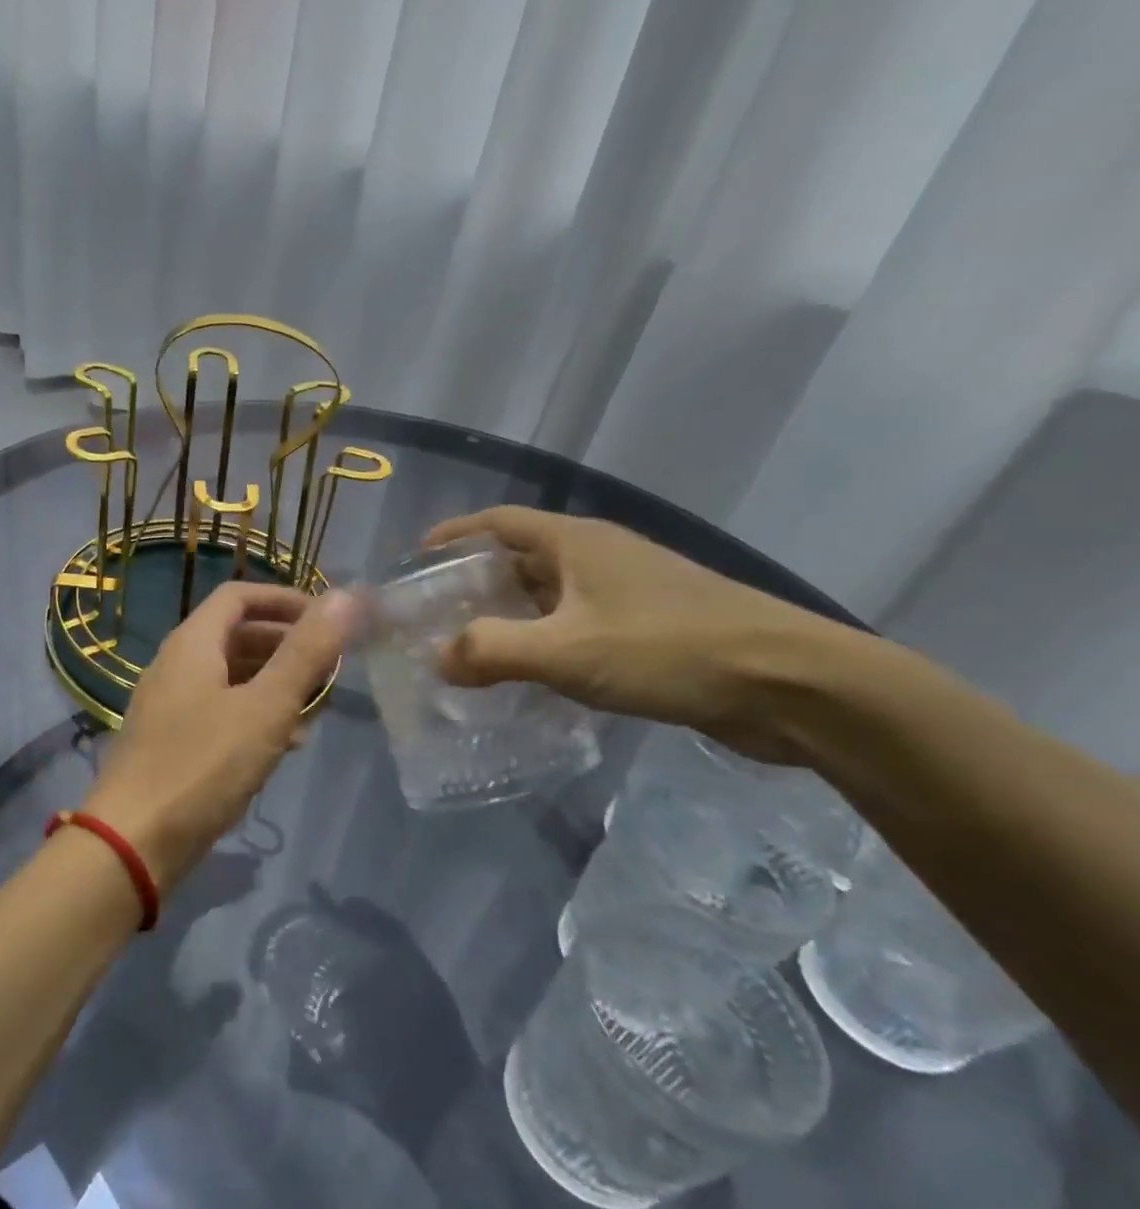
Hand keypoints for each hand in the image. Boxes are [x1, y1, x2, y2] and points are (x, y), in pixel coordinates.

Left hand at [84, 582, 359, 890]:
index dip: (285, 599)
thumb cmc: (203, 765)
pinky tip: (285, 744)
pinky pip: (220, 711)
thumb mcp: (265, 707)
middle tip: (330, 666)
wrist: (134, 841)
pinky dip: (254, 715)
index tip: (328, 618)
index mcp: (192, 643)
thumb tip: (346, 596)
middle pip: (236, 635)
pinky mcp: (171, 741)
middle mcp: (176, 664)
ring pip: (231, 676)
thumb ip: (305, 652)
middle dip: (286, 644)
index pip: (239, 596)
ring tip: (317, 707)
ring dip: (274, 683)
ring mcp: (170, 704)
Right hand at [423, 506, 855, 760]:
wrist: (793, 686)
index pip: (497, 523)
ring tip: (469, 647)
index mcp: (576, 542)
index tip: (414, 559)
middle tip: (432, 614)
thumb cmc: (670, 650)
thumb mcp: (567, 651)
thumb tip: (438, 659)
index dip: (453, 535)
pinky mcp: (650, 628)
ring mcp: (628, 592)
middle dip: (474, 582)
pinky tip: (529, 676)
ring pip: (549, 596)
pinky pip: (576, 625)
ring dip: (510, 616)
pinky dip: (544, 642)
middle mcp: (599, 557)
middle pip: (520, 558)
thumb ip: (492, 652)